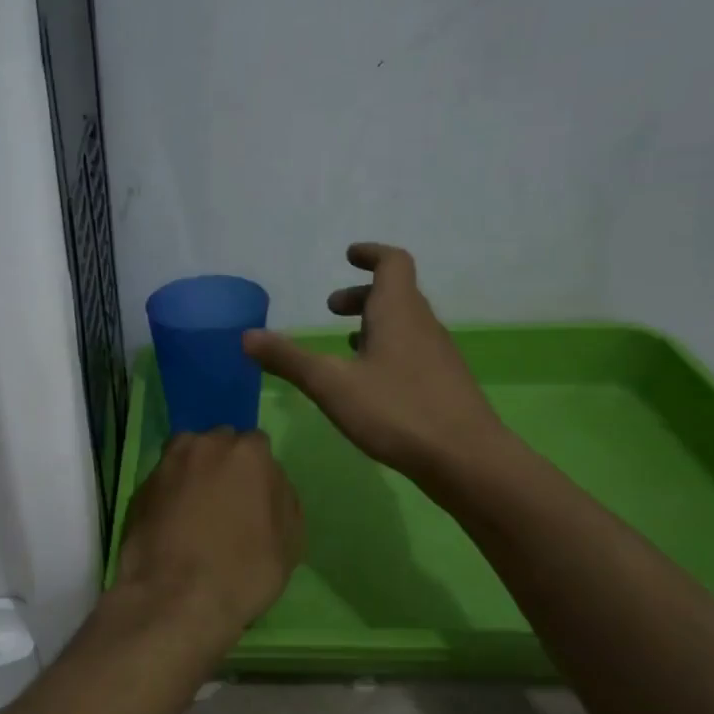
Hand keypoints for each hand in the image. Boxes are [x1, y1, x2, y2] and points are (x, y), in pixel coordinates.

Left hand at [103, 430, 303, 656]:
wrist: (174, 598)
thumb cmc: (242, 571)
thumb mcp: (289, 543)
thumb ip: (283, 501)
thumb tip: (271, 485)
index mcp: (246, 453)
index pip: (257, 445)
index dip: (257, 472)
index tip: (256, 498)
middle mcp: (203, 445)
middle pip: (219, 444)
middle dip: (224, 465)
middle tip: (227, 503)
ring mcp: (167, 463)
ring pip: (187, 456)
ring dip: (194, 473)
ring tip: (197, 511)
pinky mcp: (140, 487)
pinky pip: (164, 481)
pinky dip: (170, 494)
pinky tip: (173, 525)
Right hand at [244, 243, 508, 479]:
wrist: (467, 460)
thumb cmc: (397, 411)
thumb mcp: (331, 384)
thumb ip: (288, 359)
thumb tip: (246, 336)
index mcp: (399, 312)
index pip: (393, 263)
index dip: (371, 254)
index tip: (348, 255)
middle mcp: (422, 325)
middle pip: (396, 294)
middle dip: (361, 295)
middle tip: (332, 310)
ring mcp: (437, 355)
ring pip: (404, 324)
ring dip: (374, 324)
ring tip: (345, 344)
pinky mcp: (443, 384)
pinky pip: (411, 350)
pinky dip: (387, 350)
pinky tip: (369, 382)